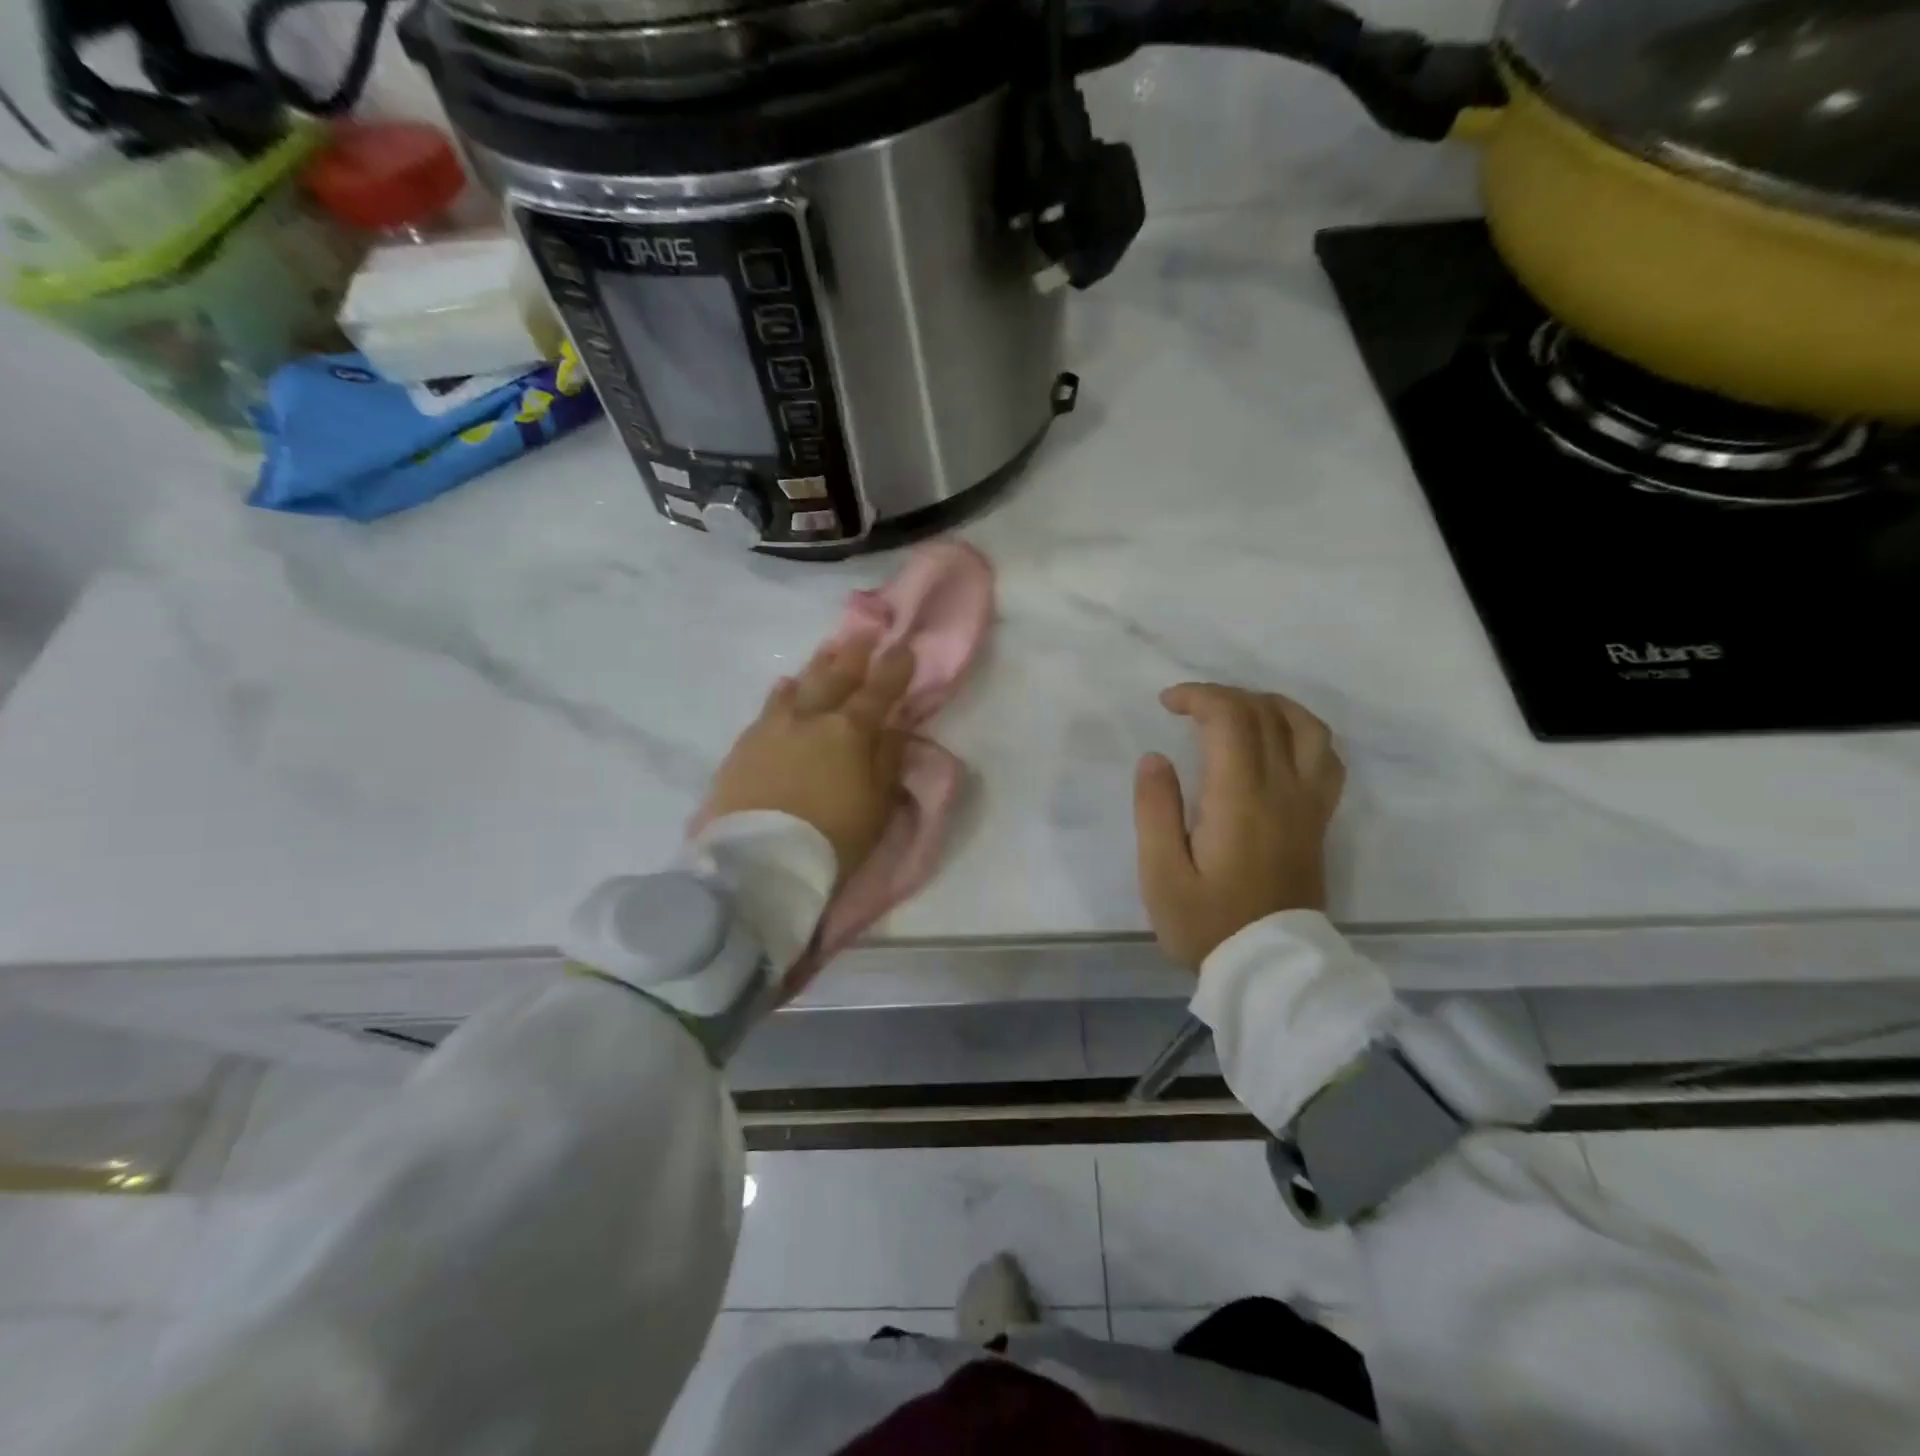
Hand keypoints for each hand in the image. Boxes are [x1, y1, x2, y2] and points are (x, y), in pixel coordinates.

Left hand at [702, 638, 911, 882]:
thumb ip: (887, 762)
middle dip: (855, 653)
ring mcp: (774, 728)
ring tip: (828, 650)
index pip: (879, 692)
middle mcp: (811, 719)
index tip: (904, 648)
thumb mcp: (877, 807)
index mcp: (850, 733)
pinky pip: (769, 707)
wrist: (759, 863)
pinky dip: (783, 693)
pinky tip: (785, 686)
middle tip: (866, 631)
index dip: (895, 668)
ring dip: (818, 665)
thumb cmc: (832, 839)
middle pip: (837, 676)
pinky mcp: (745, 745)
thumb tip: (895, 728)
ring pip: (800, 685)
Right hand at [1133, 684, 1345, 969]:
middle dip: (1222, 695)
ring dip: (1268, 705)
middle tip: (1187, 708)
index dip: (1199, 695)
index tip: (1167, 703)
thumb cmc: (1207, 924)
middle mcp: (1283, 790)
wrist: (1269, 970)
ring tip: (1236, 711)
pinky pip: (1326, 758)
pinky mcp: (1319, 820)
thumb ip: (1155, 810)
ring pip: (1307, 727)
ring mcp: (1309, 804)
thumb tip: (1155, 758)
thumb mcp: (1161, 874)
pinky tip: (1278, 742)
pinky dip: (1302, 733)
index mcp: (1241, 799)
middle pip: (1265, 713)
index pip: (1231, 718)